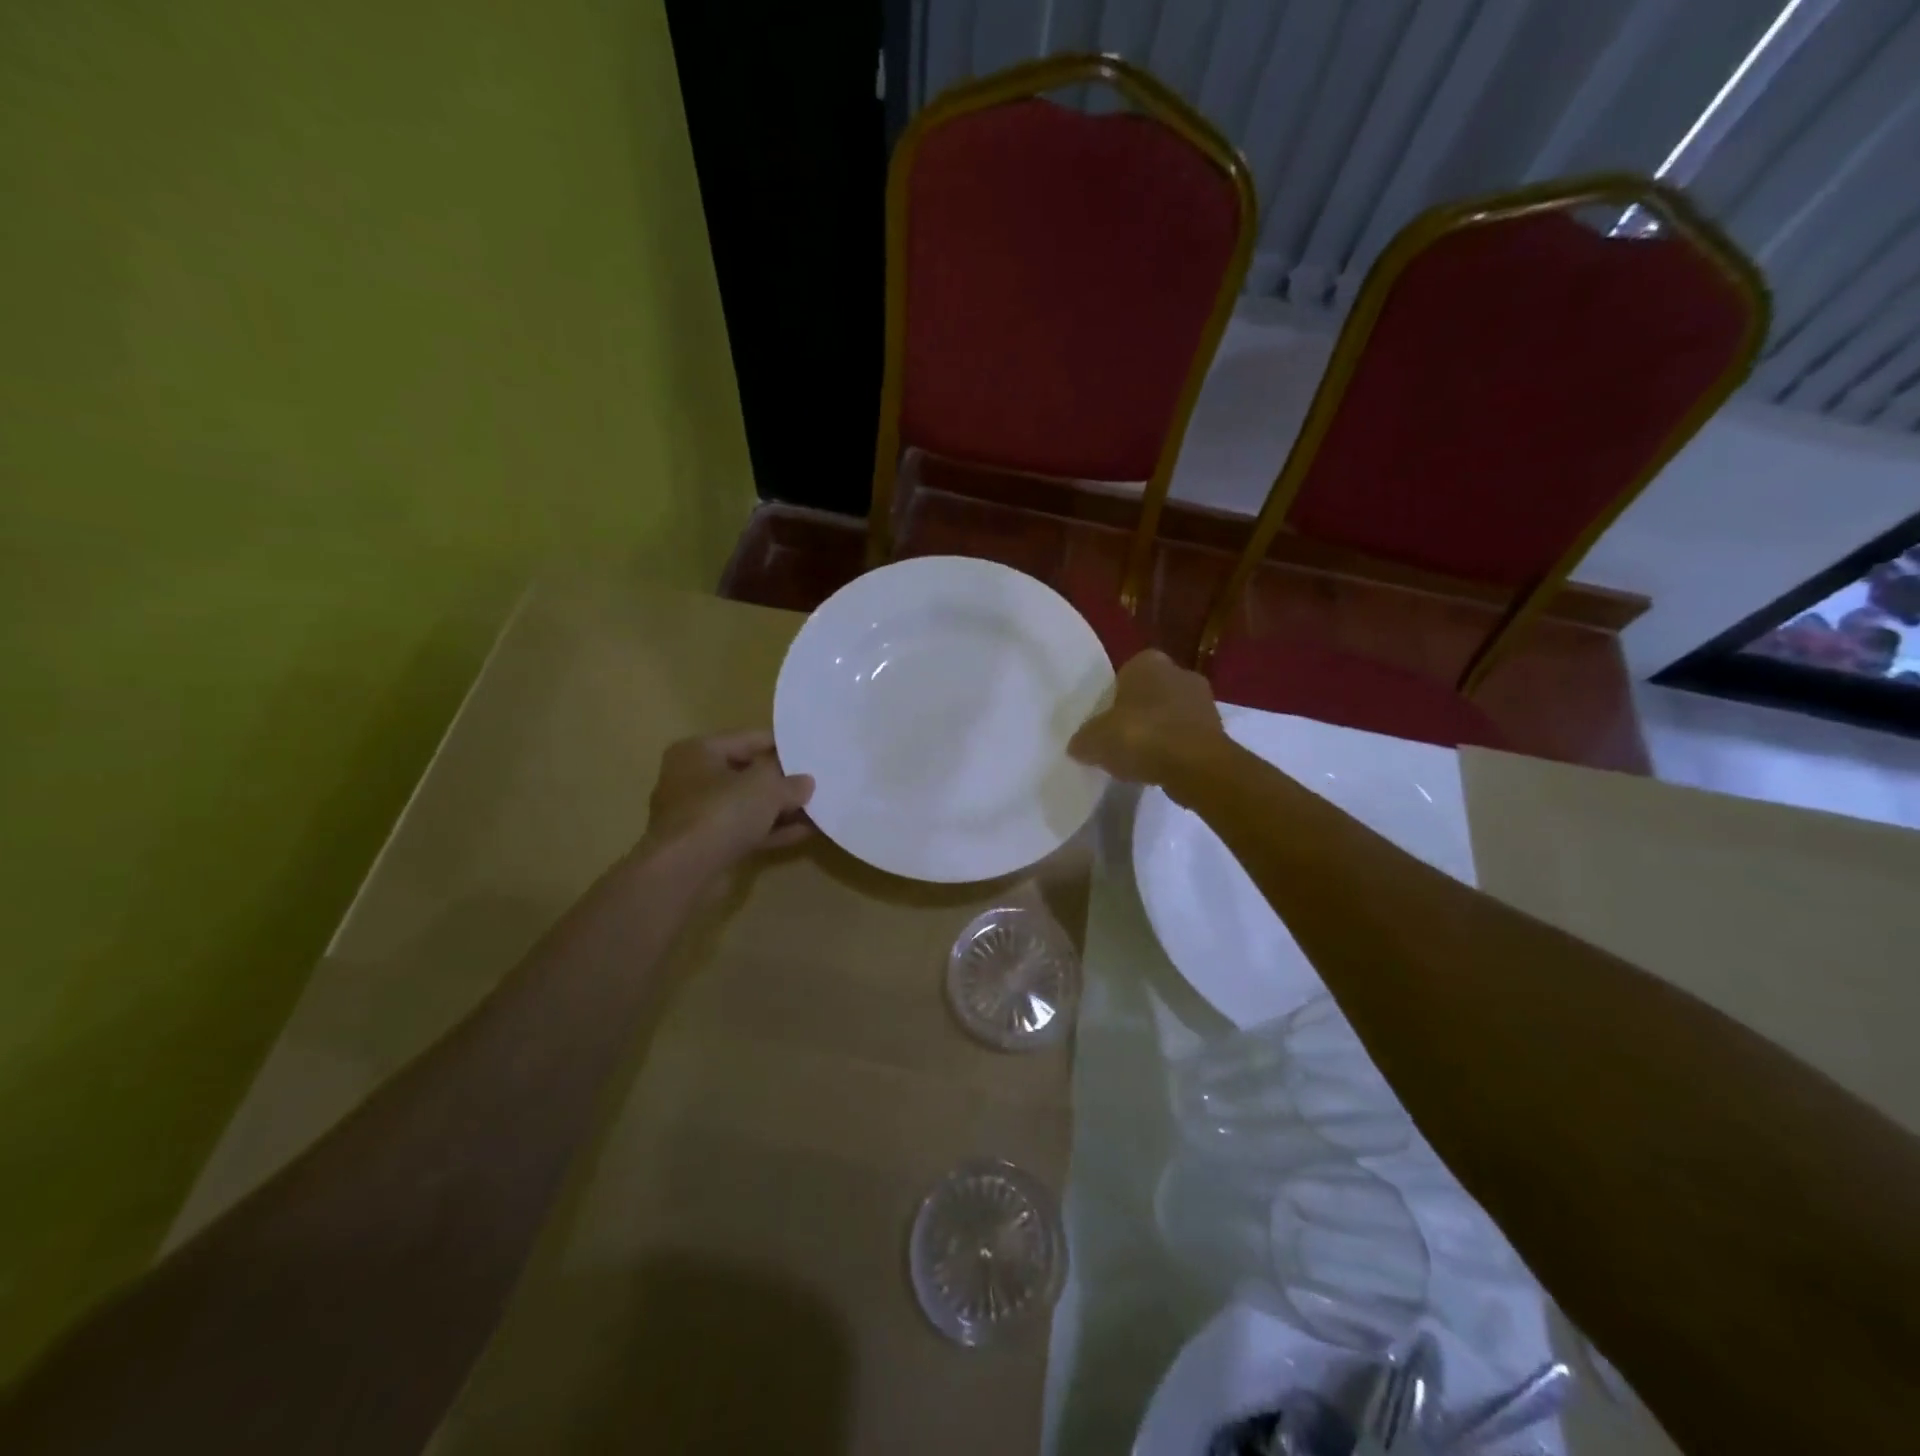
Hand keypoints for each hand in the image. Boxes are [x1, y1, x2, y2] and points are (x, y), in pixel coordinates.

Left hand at [643, 731, 814, 868]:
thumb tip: (806, 782)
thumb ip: (790, 782)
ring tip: (817, 808)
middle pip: (747, 773)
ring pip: (747, 805)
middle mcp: (692, 779)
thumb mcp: (766, 787)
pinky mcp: (706, 845)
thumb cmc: (721, 812)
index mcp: (697, 751)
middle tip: (816, 781)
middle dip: (782, 780)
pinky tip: (804, 832)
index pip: (748, 739)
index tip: (811, 751)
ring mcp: (697, 815)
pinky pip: (745, 830)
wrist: (684, 872)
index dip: (782, 744)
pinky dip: (771, 830)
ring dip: (780, 809)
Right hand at [1067, 650, 1225, 786]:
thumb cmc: (1140, 737)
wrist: (1195, 766)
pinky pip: (1186, 737)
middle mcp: (1179, 672)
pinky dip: (1175, 750)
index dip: (1114, 698)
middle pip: (1150, 694)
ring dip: (1158, 732)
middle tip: (1120, 740)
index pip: (1125, 674)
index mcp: (1147, 662)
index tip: (1105, 722)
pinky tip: (1160, 769)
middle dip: (1138, 713)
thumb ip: (1083, 740)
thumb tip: (1078, 746)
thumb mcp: (1094, 740)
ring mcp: (1203, 700)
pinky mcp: (1218, 729)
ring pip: (1170, 715)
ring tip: (1139, 759)